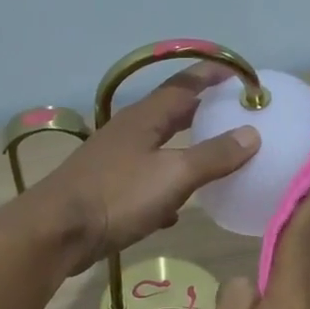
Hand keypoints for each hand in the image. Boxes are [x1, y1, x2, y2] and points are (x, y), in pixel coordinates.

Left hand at [27, 65, 259, 275]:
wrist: (57, 232)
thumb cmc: (118, 196)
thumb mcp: (173, 176)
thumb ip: (213, 156)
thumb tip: (252, 134)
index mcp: (144, 118)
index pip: (184, 85)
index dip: (212, 76)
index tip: (240, 75)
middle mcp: (128, 133)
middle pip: (170, 115)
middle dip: (201, 114)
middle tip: (232, 116)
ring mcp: (115, 162)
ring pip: (158, 150)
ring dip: (184, 152)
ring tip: (211, 161)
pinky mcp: (107, 191)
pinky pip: (145, 183)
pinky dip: (164, 191)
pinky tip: (174, 212)